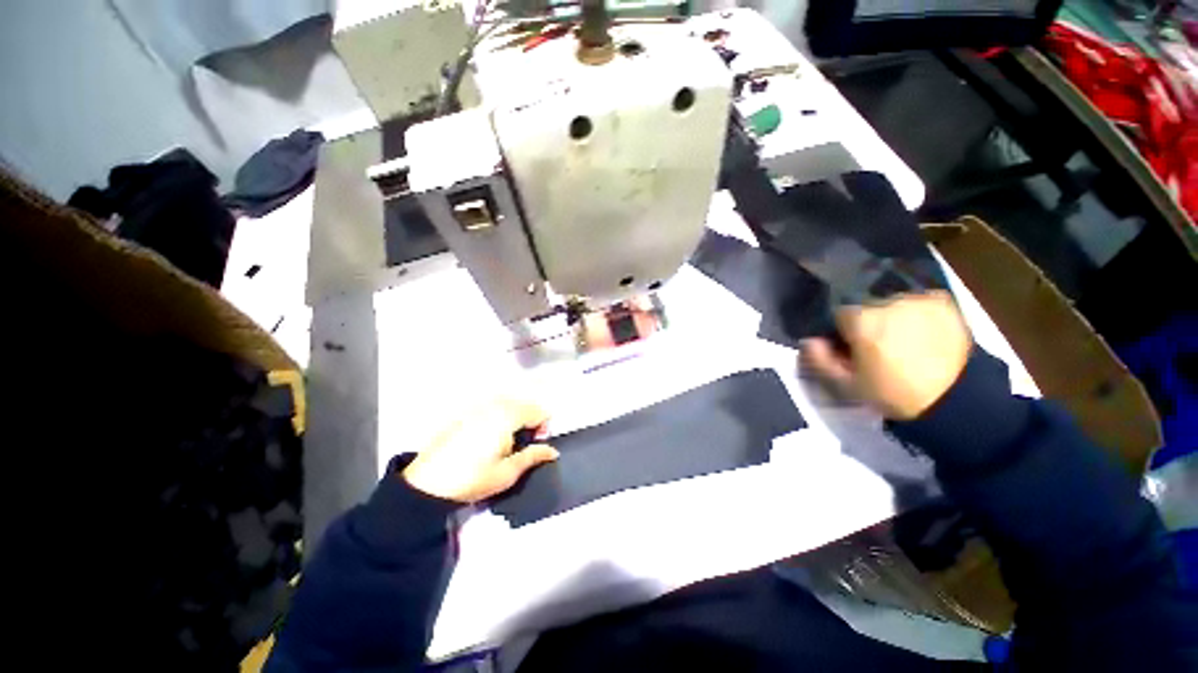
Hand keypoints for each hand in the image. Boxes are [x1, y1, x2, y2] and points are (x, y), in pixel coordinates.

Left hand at [402, 398, 558, 502]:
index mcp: (508, 416)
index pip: (538, 411)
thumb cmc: (472, 478)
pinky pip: (492, 407)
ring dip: (515, 418)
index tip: (536, 445)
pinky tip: (488, 438)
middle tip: (522, 445)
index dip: (544, 427)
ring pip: (508, 404)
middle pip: (524, 404)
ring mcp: (478, 406)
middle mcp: (494, 405)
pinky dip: (499, 417)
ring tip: (506, 442)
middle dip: (530, 421)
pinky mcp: (465, 413)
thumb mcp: (507, 473)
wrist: (426, 484)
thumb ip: (533, 457)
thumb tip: (553, 451)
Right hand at [801, 291, 971, 419]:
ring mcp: (917, 297)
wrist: (957, 400)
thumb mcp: (846, 385)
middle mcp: (887, 300)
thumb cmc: (894, 393)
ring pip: (887, 298)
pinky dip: (909, 310)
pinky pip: (913, 298)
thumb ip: (819, 360)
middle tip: (871, 343)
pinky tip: (916, 330)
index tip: (846, 345)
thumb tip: (809, 340)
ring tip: (897, 337)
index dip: (838, 329)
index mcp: (861, 319)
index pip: (835, 311)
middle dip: (862, 319)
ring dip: (886, 313)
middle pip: (861, 301)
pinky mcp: (942, 300)